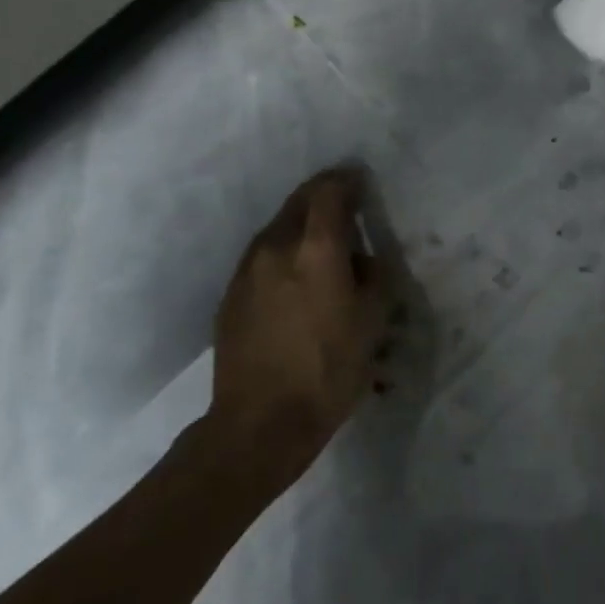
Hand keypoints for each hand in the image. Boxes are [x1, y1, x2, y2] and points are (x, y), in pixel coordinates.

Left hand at [205, 169, 387, 492]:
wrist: (259, 423)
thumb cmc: (328, 371)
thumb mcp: (372, 323)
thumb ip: (373, 276)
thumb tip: (361, 258)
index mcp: (316, 248)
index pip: (330, 191)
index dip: (347, 180)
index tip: (360, 182)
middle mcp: (277, 246)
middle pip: (299, 201)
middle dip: (323, 196)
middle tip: (344, 207)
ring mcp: (248, 269)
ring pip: (278, 227)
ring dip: (301, 224)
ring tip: (320, 246)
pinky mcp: (231, 293)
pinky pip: (262, 255)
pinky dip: (282, 252)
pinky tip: (294, 280)